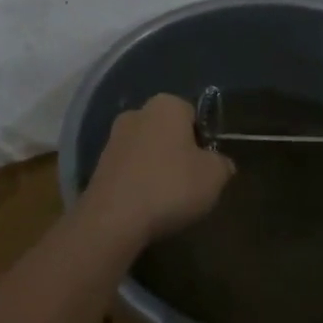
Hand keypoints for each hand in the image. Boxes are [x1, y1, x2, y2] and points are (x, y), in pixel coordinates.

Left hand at [82, 93, 234, 245]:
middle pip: (168, 131)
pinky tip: (145, 205)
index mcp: (167, 104)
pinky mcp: (100, 163)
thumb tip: (220, 163)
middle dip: (178, 152)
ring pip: (147, 149)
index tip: (206, 166)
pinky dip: (138, 182)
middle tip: (189, 183)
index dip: (203, 140)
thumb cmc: (170, 186)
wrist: (114, 217)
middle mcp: (138, 111)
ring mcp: (114, 136)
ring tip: (166, 200)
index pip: (193, 114)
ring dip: (156, 167)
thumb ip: (222, 164)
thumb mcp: (214, 176)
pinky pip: (129, 168)